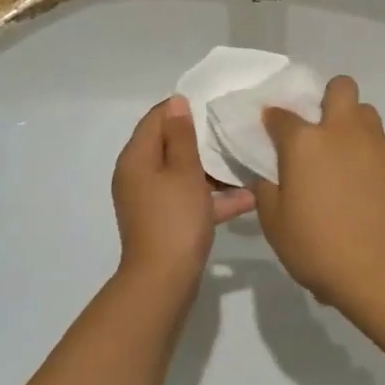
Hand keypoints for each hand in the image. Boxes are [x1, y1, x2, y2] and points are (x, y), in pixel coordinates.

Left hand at [112, 96, 255, 291]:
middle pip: (169, 145)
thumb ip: (181, 136)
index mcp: (136, 158)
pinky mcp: (165, 221)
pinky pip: (188, 199)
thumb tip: (176, 103)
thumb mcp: (184, 171)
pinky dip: (212, 197)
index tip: (214, 103)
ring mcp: (151, 200)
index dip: (182, 108)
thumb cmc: (174, 219)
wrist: (163, 281)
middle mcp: (138, 175)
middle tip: (233, 128)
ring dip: (211, 169)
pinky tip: (247, 197)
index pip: (156, 118)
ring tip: (244, 158)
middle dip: (201, 138)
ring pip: (182, 173)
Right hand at [253, 76, 384, 313]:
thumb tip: (268, 175)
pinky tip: (373, 188)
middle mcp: (343, 132)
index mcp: (305, 142)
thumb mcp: (275, 225)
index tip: (272, 133)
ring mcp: (379, 144)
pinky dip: (376, 159)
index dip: (273, 120)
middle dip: (330, 98)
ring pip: (368, 114)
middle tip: (322, 130)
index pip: (281, 115)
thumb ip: (267, 191)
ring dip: (355, 126)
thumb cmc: (320, 247)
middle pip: (341, 88)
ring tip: (349, 159)